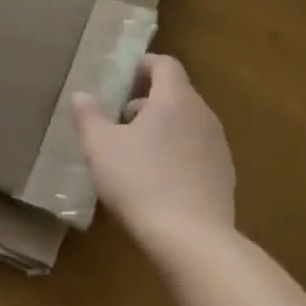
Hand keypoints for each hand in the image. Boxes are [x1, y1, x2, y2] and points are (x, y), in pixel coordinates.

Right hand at [72, 55, 235, 244]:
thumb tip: (81, 95)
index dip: (142, 65)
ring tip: (134, 153)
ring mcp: (218, 146)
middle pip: (176, 93)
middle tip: (119, 120)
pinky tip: (158, 182)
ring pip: (187, 122)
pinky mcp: (224, 176)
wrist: (193, 241)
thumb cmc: (141, 182)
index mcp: (175, 98)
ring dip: (162, 128)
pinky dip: (178, 153)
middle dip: (147, 100)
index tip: (121, 79)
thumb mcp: (101, 148)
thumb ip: (88, 117)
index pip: (164, 64)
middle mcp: (203, 114)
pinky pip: (197, 150)